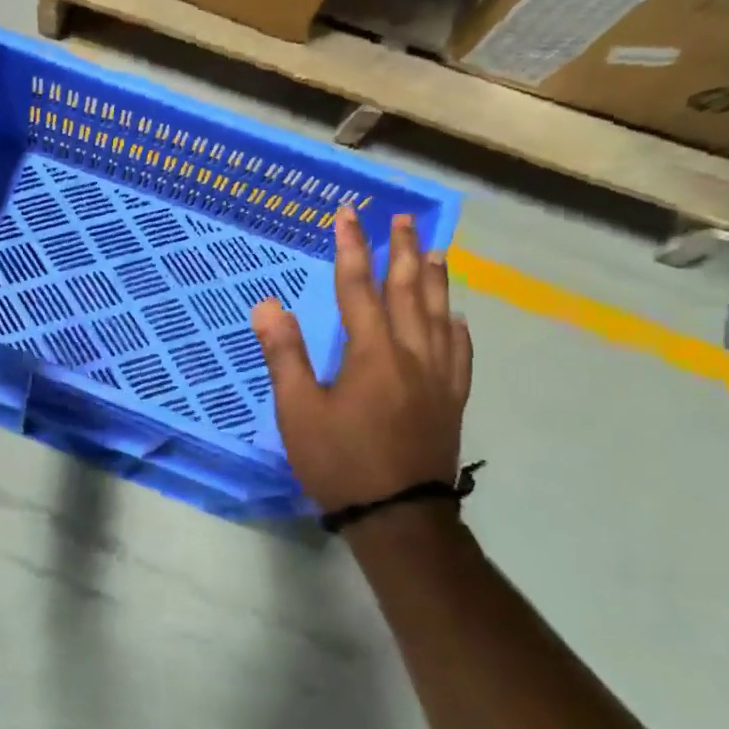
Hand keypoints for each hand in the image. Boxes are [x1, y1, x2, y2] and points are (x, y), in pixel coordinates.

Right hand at [252, 207, 471, 515]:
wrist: (398, 514)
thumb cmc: (339, 461)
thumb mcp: (298, 411)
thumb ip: (285, 355)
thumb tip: (268, 305)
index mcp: (371, 353)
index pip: (359, 288)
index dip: (352, 248)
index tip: (348, 214)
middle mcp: (411, 354)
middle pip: (409, 291)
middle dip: (402, 251)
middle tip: (403, 217)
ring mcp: (438, 377)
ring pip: (440, 315)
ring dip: (435, 279)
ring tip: (433, 251)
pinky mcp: (451, 400)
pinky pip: (460, 353)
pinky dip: (457, 328)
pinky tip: (458, 318)